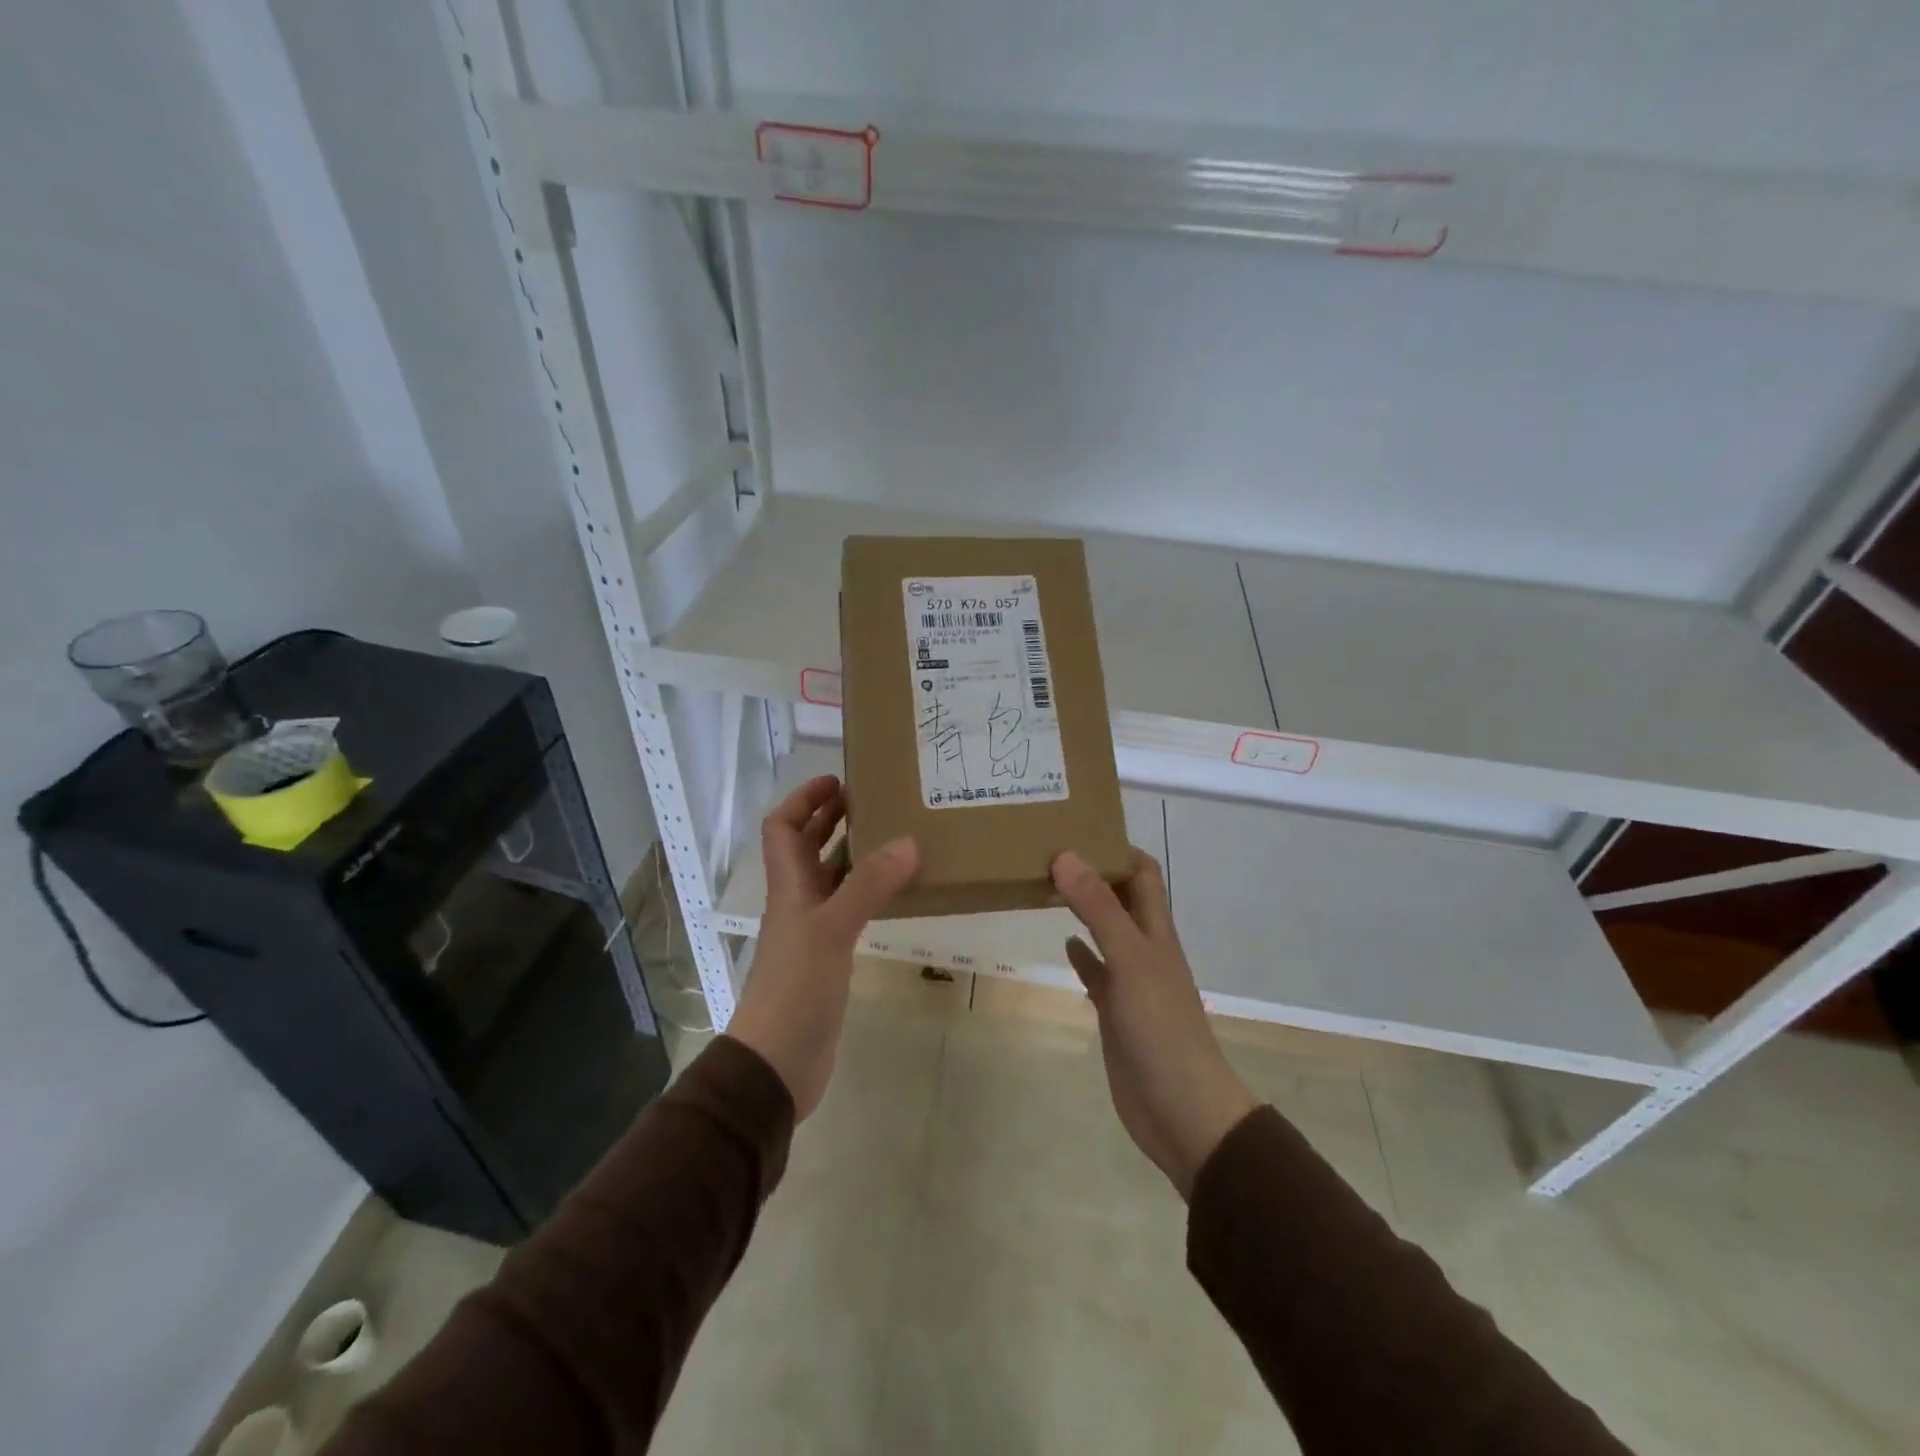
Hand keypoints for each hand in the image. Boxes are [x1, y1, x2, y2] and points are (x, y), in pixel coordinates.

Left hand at [724, 776, 917, 1120]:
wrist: (778, 1062)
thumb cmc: (796, 987)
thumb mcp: (833, 929)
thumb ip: (869, 885)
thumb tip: (909, 841)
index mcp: (788, 886)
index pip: (783, 827)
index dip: (804, 799)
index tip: (839, 780)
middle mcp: (797, 901)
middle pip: (806, 847)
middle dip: (831, 818)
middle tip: (873, 799)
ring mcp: (812, 930)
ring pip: (830, 877)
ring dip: (853, 853)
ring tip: (893, 835)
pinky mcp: (829, 957)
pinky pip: (848, 908)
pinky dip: (867, 891)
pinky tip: (895, 891)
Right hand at [1052, 848, 1258, 1199]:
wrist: (1183, 1111)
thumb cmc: (1162, 1029)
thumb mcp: (1130, 960)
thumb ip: (1099, 909)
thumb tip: (1065, 854)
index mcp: (1155, 931)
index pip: (1142, 873)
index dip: (1117, 847)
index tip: (1077, 827)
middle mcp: (1145, 949)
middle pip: (1122, 898)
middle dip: (1094, 873)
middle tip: (1049, 851)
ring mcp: (1130, 982)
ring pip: (1106, 932)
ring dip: (1084, 909)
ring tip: (1046, 885)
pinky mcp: (1116, 1013)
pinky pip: (1097, 973)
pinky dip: (1082, 955)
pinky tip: (1063, 943)